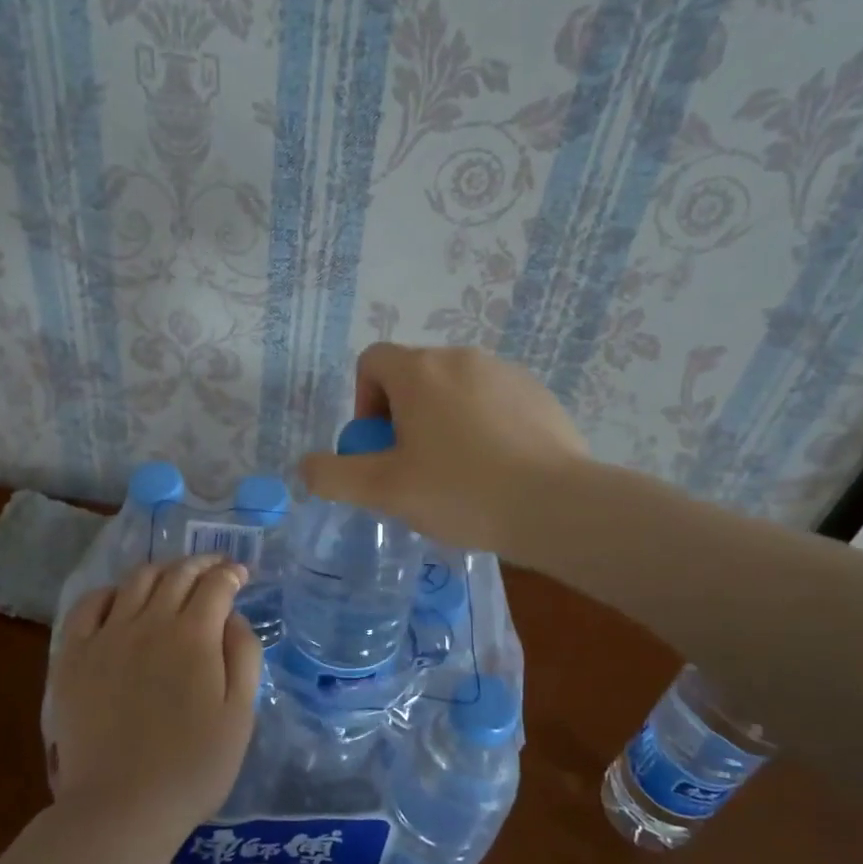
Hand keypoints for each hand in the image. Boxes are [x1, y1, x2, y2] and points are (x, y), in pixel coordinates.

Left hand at [45, 555, 262, 842]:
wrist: (121, 808)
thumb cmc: (192, 767)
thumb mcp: (240, 715)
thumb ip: (243, 656)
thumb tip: (233, 616)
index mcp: (194, 635)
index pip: (216, 584)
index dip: (232, 573)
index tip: (241, 574)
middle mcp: (150, 622)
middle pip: (177, 573)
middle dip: (202, 563)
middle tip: (215, 568)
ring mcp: (107, 636)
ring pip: (136, 580)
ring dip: (162, 571)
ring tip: (173, 579)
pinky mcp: (74, 655)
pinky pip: (89, 605)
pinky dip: (110, 592)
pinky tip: (121, 601)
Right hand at [298, 344, 590, 555]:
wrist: (556, 506)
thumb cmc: (460, 491)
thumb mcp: (383, 491)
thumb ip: (333, 476)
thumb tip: (306, 466)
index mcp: (418, 371)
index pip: (371, 362)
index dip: (363, 403)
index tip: (380, 448)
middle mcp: (460, 357)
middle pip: (412, 377)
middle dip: (402, 417)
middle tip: (413, 469)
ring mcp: (504, 372)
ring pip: (454, 390)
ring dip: (442, 421)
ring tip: (457, 474)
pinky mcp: (538, 393)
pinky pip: (492, 401)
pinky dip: (482, 426)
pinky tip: (496, 470)